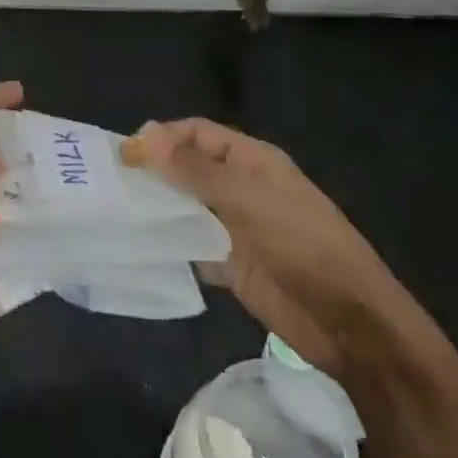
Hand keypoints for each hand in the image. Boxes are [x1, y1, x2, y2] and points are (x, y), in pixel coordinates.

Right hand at [121, 118, 401, 374]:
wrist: (349, 323)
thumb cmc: (304, 246)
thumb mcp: (249, 199)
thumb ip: (195, 170)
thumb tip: (144, 137)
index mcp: (251, 161)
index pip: (197, 134)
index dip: (161, 137)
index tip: (123, 154)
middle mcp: (239, 188)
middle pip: (187, 169)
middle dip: (152, 172)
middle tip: (108, 185)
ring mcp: (234, 228)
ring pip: (185, 209)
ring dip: (156, 209)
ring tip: (113, 214)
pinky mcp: (230, 265)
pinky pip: (191, 247)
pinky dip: (168, 247)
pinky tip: (139, 250)